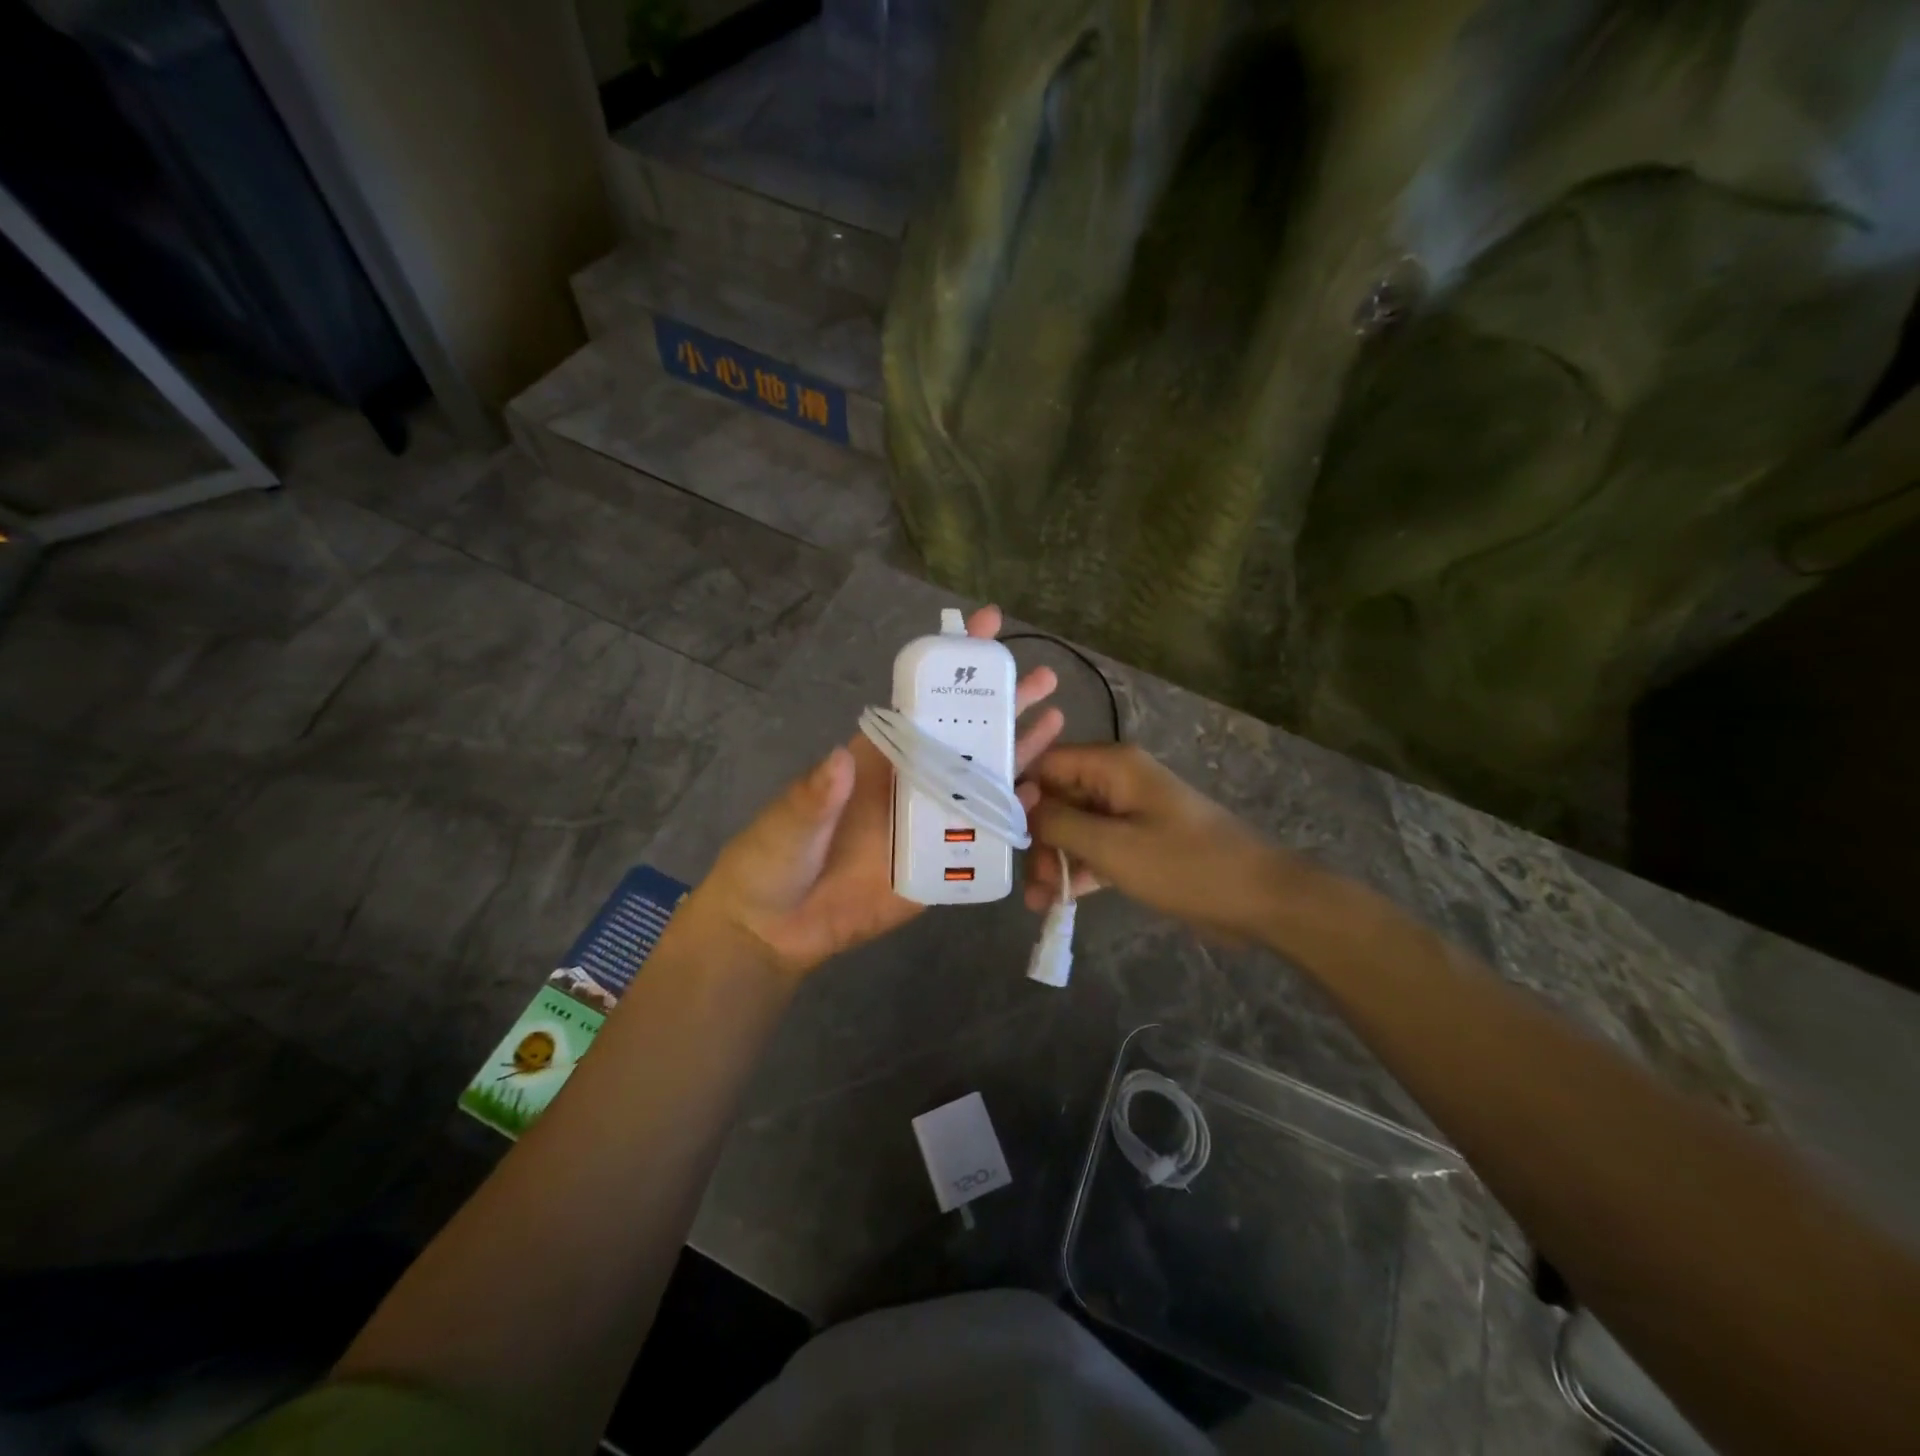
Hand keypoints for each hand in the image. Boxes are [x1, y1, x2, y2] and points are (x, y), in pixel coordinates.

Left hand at [686, 606, 1064, 979]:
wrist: (776, 929)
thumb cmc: (773, 860)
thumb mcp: (788, 821)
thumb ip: (815, 795)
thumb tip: (840, 759)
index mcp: (876, 759)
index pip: (920, 705)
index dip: (950, 669)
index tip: (983, 629)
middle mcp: (909, 783)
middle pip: (964, 738)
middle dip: (1000, 705)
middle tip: (1042, 677)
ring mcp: (928, 823)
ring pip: (981, 782)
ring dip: (1017, 753)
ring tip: (1054, 722)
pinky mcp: (938, 866)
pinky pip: (979, 839)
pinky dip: (1009, 818)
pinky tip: (1037, 796)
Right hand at [1021, 743, 1308, 941]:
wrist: (1258, 899)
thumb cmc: (1184, 865)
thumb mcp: (1113, 846)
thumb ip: (1060, 823)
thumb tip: (1020, 805)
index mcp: (1112, 766)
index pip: (1047, 763)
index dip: (1019, 793)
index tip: (998, 830)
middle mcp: (1117, 781)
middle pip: (1058, 798)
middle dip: (1038, 838)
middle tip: (1029, 880)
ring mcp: (1129, 813)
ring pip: (1074, 828)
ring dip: (1055, 861)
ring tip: (1039, 901)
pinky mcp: (1139, 843)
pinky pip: (1096, 849)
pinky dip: (1078, 872)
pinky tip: (1057, 903)